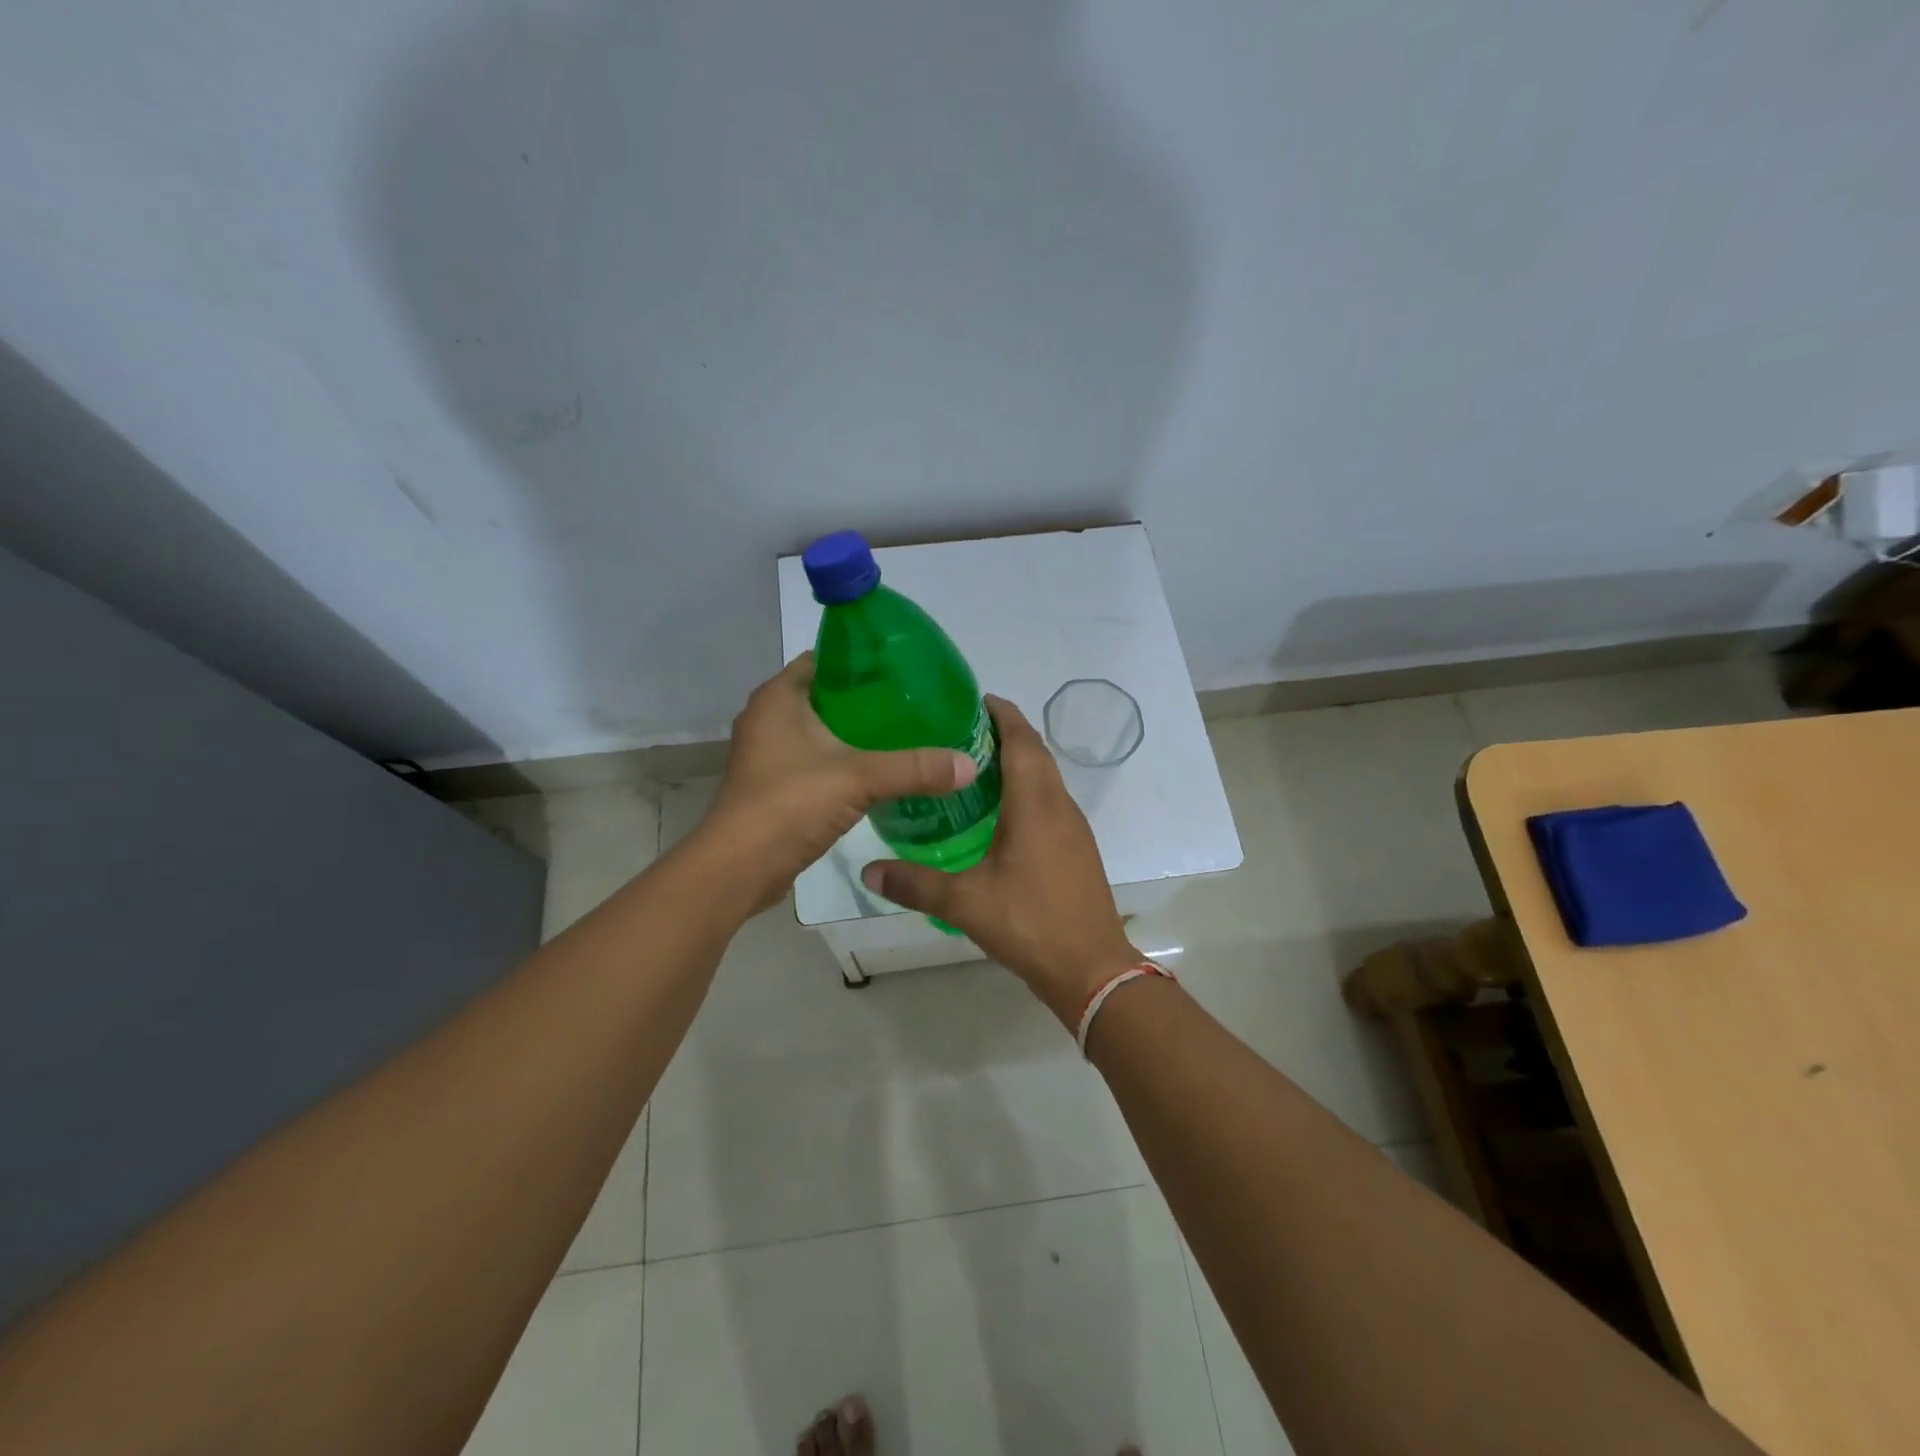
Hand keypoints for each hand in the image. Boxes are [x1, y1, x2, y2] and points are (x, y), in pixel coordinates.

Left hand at [695, 654, 977, 914]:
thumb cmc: (789, 804)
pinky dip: (844, 761)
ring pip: (822, 730)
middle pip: (827, 695)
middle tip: (915, 704)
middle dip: (868, 699)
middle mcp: (768, 718)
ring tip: (905, 734)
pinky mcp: (775, 785)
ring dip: (856, 733)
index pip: (825, 660)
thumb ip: (915, 768)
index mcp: (778, 698)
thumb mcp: (859, 778)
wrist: (739, 869)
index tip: (905, 669)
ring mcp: (769, 754)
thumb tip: (970, 764)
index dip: (863, 660)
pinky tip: (879, 771)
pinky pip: (817, 760)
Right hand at [861, 696, 1140, 1025]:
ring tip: (972, 768)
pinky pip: (1050, 802)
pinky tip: (999, 815)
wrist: (1091, 968)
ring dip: (1017, 763)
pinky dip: (1027, 791)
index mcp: (1036, 803)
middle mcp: (1059, 805)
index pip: (1022, 739)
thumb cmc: (1030, 923)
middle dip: (1004, 734)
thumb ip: (915, 884)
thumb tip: (868, 870)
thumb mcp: (965, 903)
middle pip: (1035, 752)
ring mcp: (1073, 827)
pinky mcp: (1077, 848)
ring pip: (1046, 778)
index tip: (971, 701)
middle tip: (959, 733)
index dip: (1001, 714)